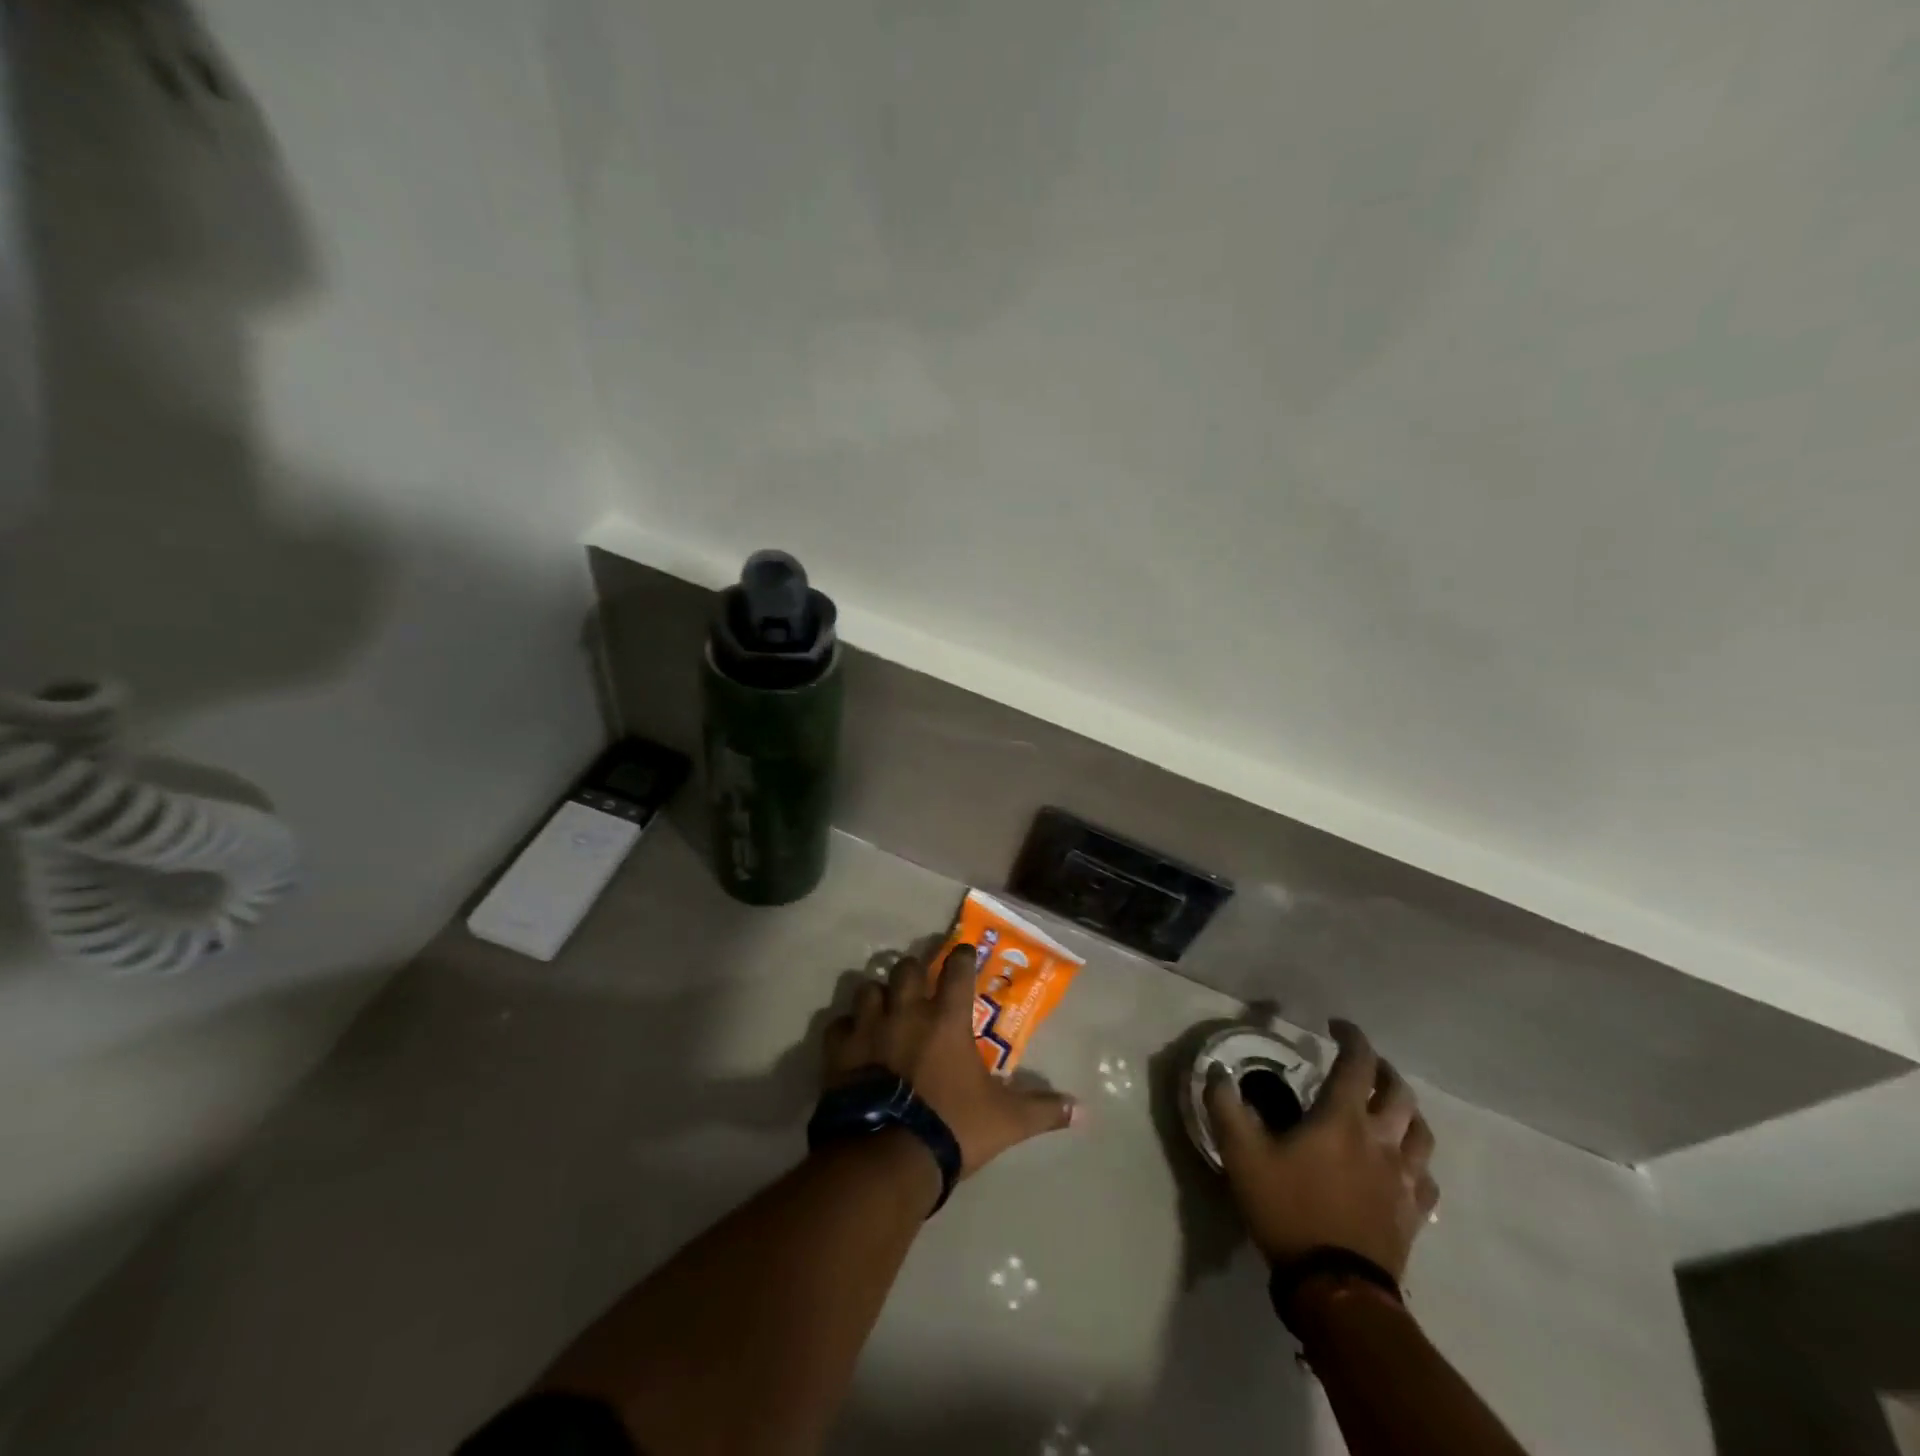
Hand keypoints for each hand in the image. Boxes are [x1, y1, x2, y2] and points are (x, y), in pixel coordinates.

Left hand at [823, 943, 1077, 1175]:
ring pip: (868, 988)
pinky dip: (845, 1029)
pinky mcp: (839, 1052)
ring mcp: (869, 1028)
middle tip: (919, 984)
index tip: (963, 952)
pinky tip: (852, 1041)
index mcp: (947, 1020)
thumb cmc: (951, 1128)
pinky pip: (838, 1025)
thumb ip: (1042, 1110)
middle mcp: (906, 1012)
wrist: (887, 1156)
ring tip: (883, 1009)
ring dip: (877, 995)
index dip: (962, 956)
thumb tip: (1082, 1110)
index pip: (958, 969)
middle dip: (914, 971)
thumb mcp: (1005, 1122)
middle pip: (906, 968)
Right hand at [1204, 1020, 1438, 1280]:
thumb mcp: (1241, 1155)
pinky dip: (1415, 1158)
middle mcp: (1380, 1140)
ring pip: (1421, 1132)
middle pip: (1399, 1092)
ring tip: (1388, 1107)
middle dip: (1382, 1069)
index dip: (1351, 1036)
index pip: (1357, 1063)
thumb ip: (1225, 1107)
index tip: (1336, 1025)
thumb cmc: (1288, 1210)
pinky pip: (1425, 1176)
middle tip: (1362, 1064)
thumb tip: (1218, 1071)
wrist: (1336, 1289)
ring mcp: (1403, 1178)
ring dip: (1406, 1110)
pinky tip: (1401, 1164)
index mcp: (1342, 1118)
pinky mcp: (1412, 1213)